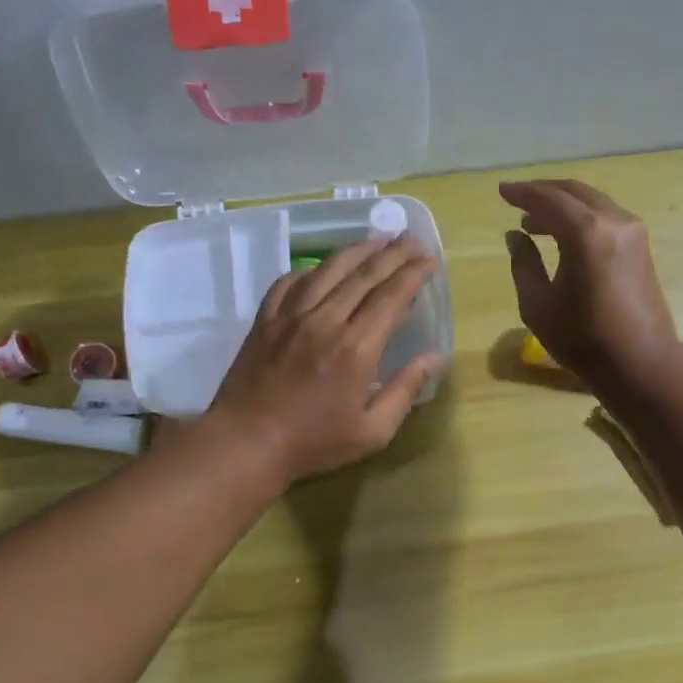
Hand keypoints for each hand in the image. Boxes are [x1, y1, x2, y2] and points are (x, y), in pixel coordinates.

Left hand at [207, 234, 441, 484]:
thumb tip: (436, 357)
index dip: (414, 274)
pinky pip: (290, 282)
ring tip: (377, 240)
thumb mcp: (373, 430)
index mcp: (356, 347)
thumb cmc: (314, 443)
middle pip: (364, 275)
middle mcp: (325, 320)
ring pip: (328, 270)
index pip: (392, 296)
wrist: (246, 444)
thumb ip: (406, 389)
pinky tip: (322, 269)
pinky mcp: (265, 320)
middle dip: (393, 253)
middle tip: (412, 239)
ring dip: (356, 251)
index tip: (430, 260)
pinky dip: (311, 270)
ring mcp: (291, 316)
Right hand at [500, 179, 680, 389]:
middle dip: (544, 193)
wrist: (640, 362)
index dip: (522, 193)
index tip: (501, 191)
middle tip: (517, 201)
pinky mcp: (641, 246)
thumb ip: (523, 263)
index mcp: (586, 232)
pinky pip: (605, 217)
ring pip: (592, 203)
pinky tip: (564, 236)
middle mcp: (613, 221)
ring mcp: (633, 231)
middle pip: (574, 193)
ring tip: (535, 222)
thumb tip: (515, 235)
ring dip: (563, 206)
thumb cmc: (583, 338)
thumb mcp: (538, 304)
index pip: (549, 198)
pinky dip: (582, 218)